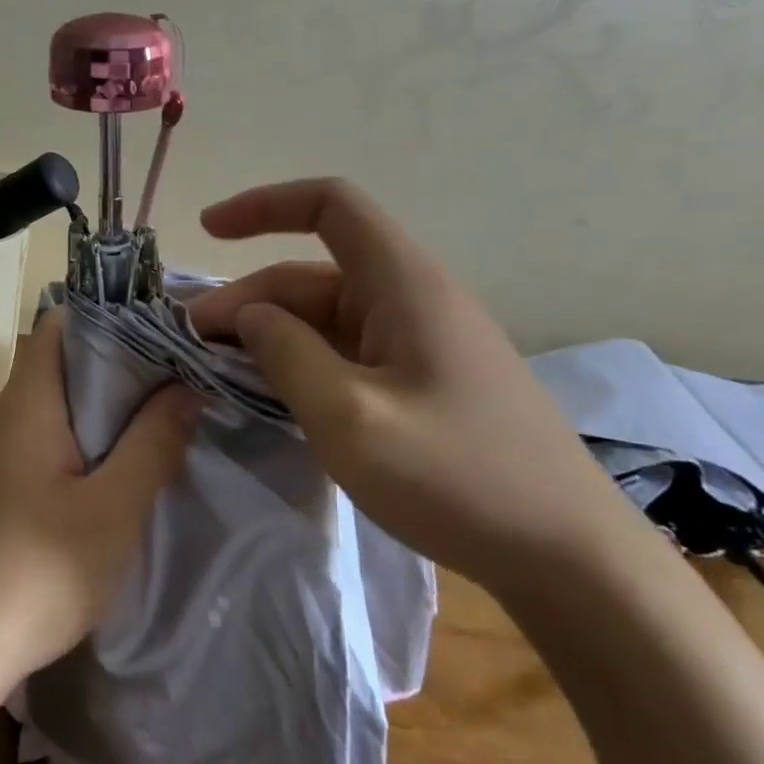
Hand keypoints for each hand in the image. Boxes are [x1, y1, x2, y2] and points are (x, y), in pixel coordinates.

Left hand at [0, 309, 198, 685]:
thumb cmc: (36, 571)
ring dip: (109, 408)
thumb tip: (187, 386)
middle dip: (123, 365)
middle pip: (65, 362)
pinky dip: (89, 441)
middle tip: (181, 379)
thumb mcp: (113, 508)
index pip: (63, 323)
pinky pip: (50, 441)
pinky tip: (123, 470)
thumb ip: (154, 442)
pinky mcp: (0, 488)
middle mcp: (7, 415)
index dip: (112, 317)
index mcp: (28, 401)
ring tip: (165, 418)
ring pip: (60, 405)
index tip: (166, 332)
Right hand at [188, 179, 636, 598]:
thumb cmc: (458, 479)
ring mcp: (421, 343)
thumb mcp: (350, 418)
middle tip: (195, 342)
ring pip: (327, 318)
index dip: (264, 205)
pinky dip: (303, 362)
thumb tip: (250, 316)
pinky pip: (348, 353)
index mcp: (404, 284)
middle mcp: (413, 299)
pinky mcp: (424, 382)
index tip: (207, 231)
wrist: (568, 558)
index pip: (330, 205)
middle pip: (314, 274)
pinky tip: (276, 395)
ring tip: (222, 370)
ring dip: (272, 334)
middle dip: (250, 298)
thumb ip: (287, 355)